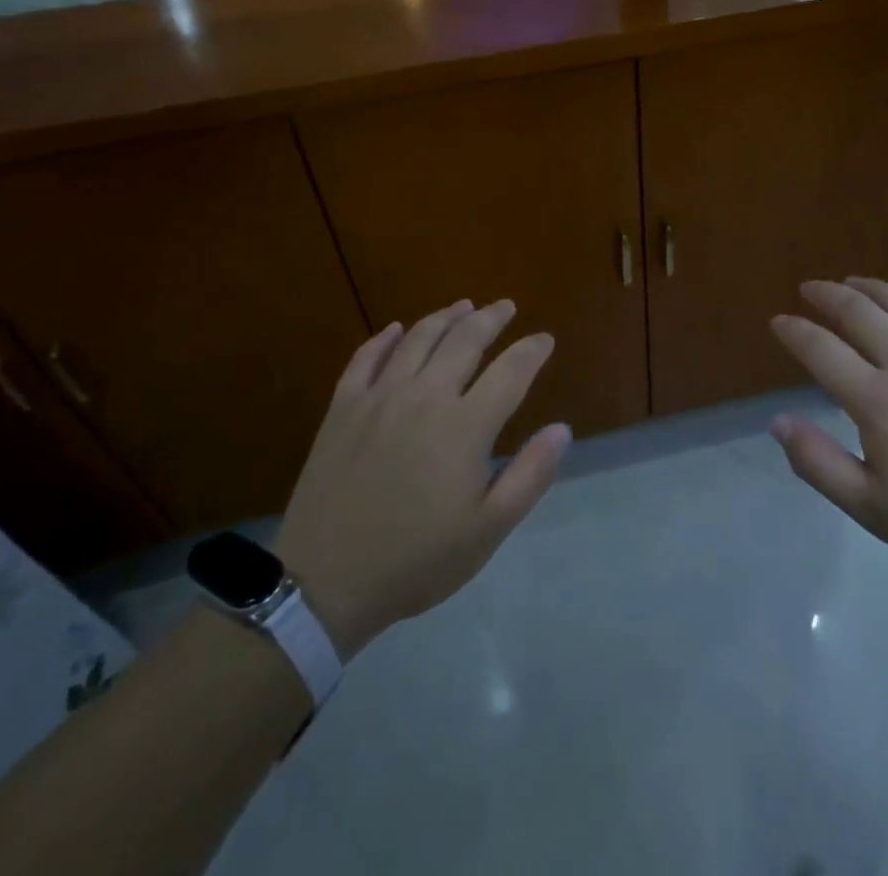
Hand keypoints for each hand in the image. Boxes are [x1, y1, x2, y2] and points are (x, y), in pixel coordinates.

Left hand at [273, 300, 569, 657]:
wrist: (326, 582)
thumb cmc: (417, 560)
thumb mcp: (487, 530)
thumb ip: (530, 475)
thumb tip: (561, 429)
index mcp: (465, 426)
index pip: (510, 371)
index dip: (532, 350)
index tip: (545, 339)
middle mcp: (424, 397)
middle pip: (464, 340)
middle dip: (491, 318)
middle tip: (506, 307)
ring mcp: (379, 397)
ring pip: (418, 338)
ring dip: (445, 317)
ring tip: (463, 306)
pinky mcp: (343, 407)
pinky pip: (365, 357)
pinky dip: (384, 338)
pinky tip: (396, 329)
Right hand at [769, 278, 887, 595]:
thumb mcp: (872, 509)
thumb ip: (819, 464)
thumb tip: (778, 422)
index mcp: (878, 401)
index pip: (821, 350)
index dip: (794, 331)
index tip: (778, 322)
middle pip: (859, 311)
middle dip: (827, 294)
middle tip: (808, 288)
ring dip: (872, 286)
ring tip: (852, 281)